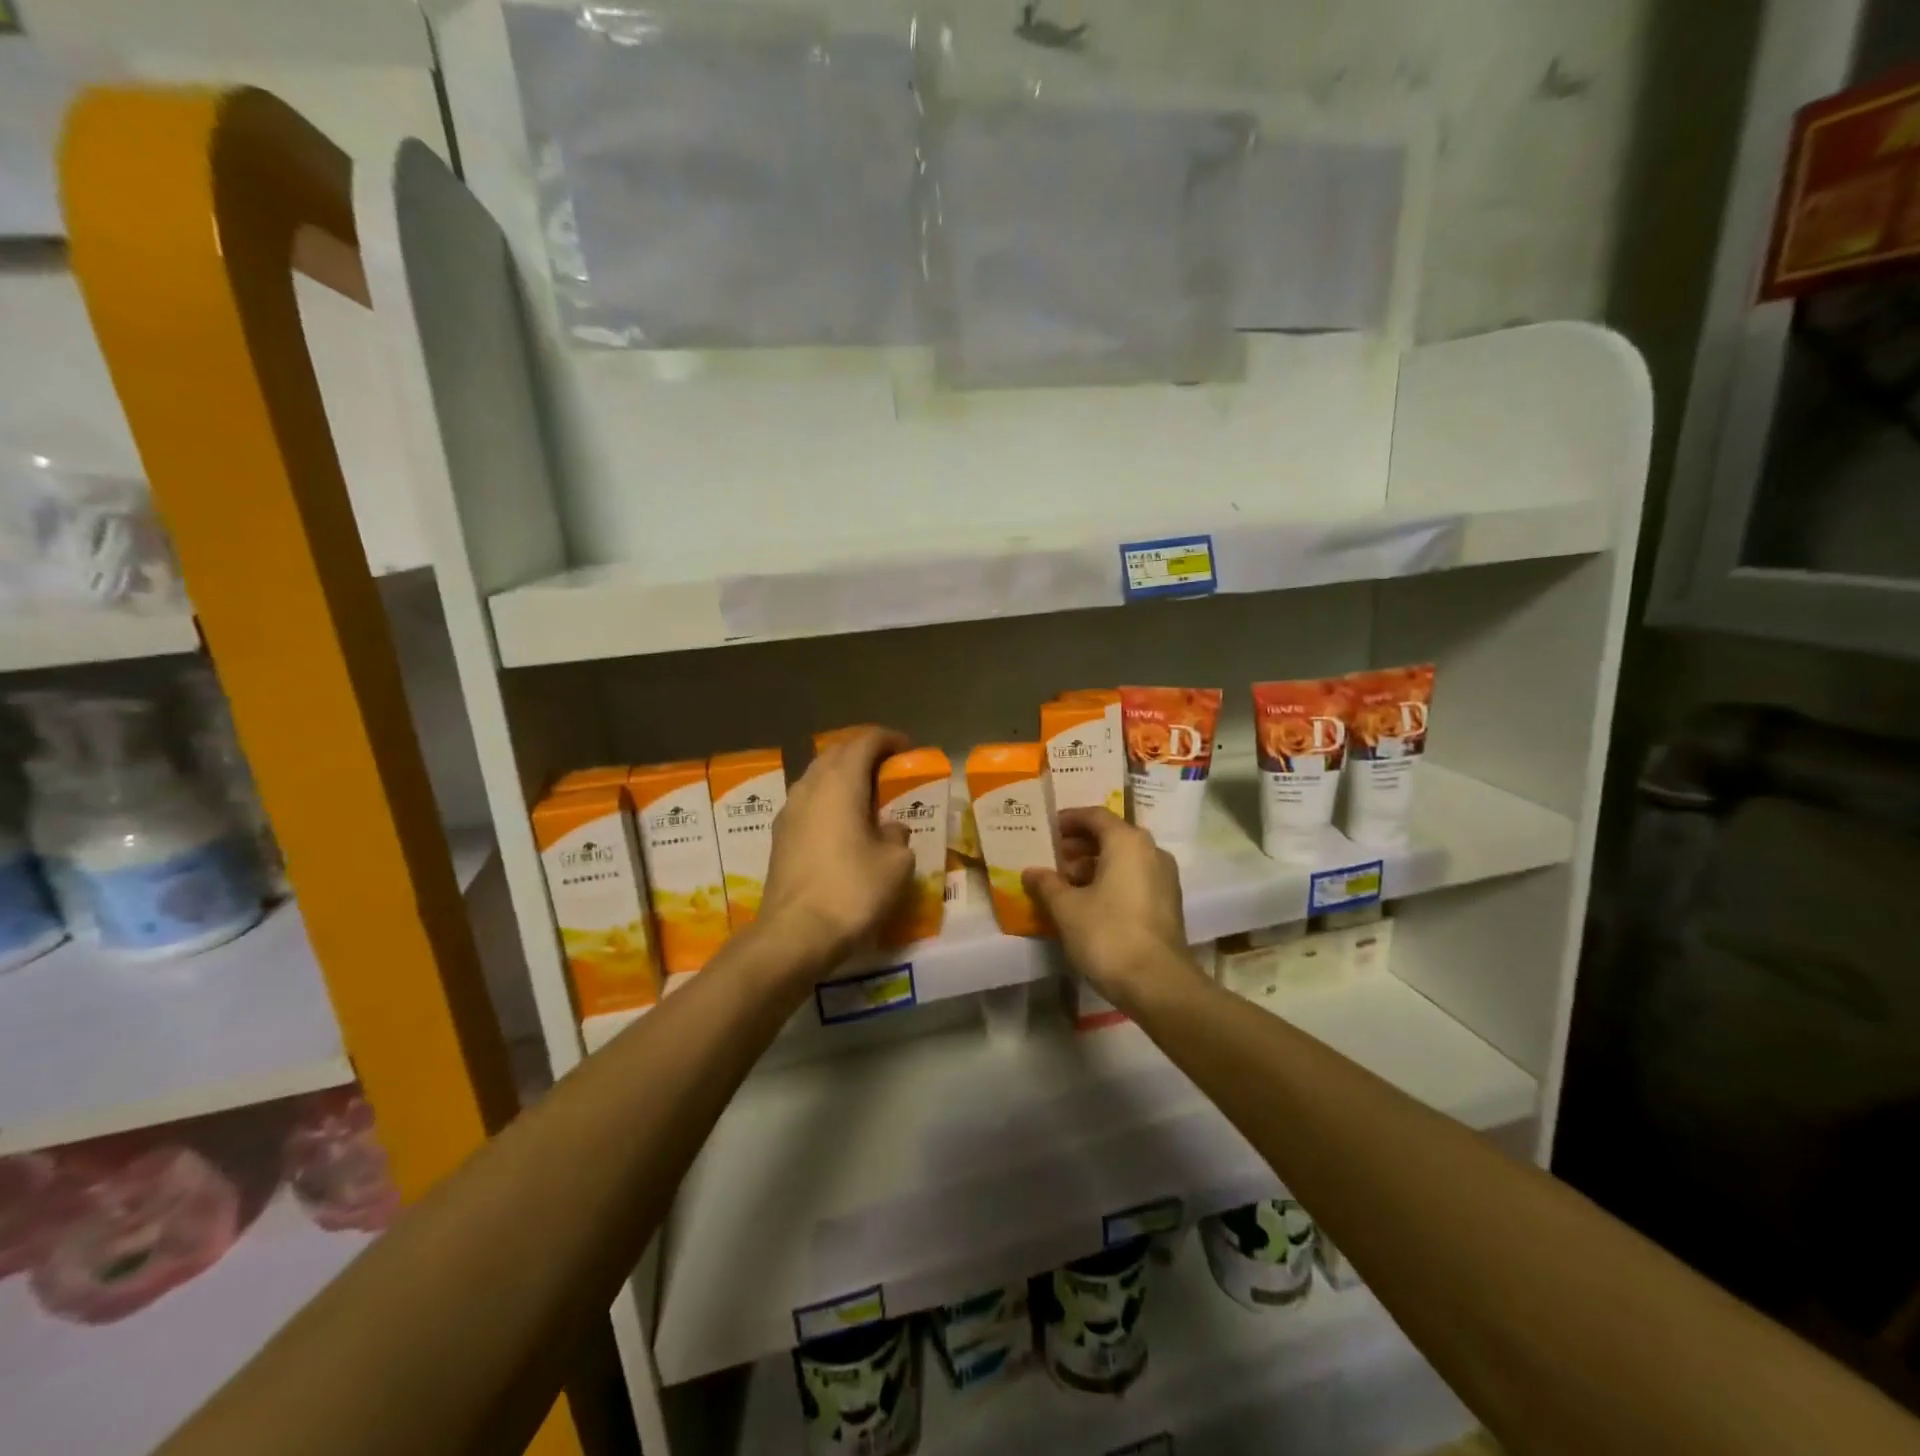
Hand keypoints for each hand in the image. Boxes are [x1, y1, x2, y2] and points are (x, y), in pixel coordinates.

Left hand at [758, 727, 914, 970]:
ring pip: (818, 776)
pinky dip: (828, 800)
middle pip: (837, 753)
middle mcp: (810, 786)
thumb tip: (890, 829)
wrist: (794, 934)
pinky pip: (808, 802)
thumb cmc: (852, 890)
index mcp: (841, 782)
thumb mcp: (895, 863)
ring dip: (843, 776)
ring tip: (867, 795)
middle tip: (889, 768)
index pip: (865, 741)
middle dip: (863, 753)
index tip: (908, 750)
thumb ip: (897, 835)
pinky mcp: (779, 836)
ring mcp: (789, 811)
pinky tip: (842, 824)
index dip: (889, 740)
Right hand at [1023, 809, 1199, 1011]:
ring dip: (1093, 866)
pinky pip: (1134, 878)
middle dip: (1078, 846)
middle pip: (1111, 836)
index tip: (1046, 831)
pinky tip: (1087, 904)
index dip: (1068, 820)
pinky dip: (1110, 881)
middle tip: (1051, 860)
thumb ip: (1046, 884)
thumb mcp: (1066, 908)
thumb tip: (1031, 872)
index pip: (1095, 816)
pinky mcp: (1168, 903)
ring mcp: (1164, 878)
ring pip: (1123, 859)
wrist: (1158, 983)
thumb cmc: (1108, 934)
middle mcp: (1151, 851)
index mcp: (1127, 842)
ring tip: (1064, 886)